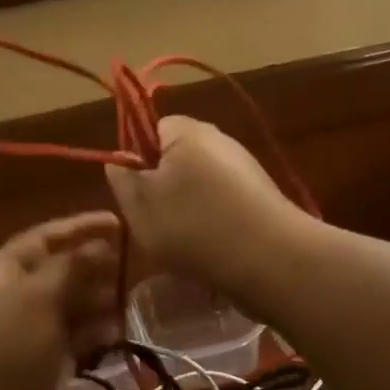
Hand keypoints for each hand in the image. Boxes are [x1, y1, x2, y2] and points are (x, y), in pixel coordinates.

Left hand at [0, 214, 123, 389]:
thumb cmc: (6, 355)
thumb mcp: (36, 300)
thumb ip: (69, 268)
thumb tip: (99, 243)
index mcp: (0, 276)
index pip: (40, 239)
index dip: (77, 228)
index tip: (118, 223)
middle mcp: (12, 300)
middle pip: (57, 272)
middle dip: (92, 266)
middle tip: (133, 266)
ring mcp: (27, 336)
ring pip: (68, 307)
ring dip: (97, 300)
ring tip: (128, 301)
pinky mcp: (42, 367)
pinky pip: (72, 339)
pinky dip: (93, 333)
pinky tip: (116, 334)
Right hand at [104, 117, 308, 301]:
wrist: (270, 261)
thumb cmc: (193, 226)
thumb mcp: (139, 204)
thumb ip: (122, 178)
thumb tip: (119, 161)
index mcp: (187, 131)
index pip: (151, 128)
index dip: (137, 158)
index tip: (136, 193)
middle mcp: (220, 141)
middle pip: (177, 158)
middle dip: (163, 188)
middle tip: (155, 222)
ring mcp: (246, 170)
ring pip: (200, 186)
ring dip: (188, 210)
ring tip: (184, 242)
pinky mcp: (262, 198)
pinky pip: (224, 205)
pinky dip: (213, 224)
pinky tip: (212, 249)